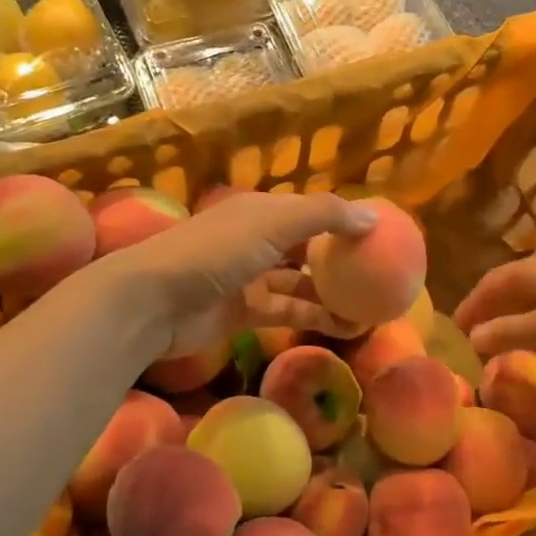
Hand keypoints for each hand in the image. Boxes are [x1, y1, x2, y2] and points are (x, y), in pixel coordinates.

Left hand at [96, 192, 375, 358]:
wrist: (155, 301)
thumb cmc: (216, 251)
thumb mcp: (273, 223)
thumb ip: (324, 216)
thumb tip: (373, 216)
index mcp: (262, 211)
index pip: (312, 210)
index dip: (343, 219)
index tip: (379, 234)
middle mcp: (258, 240)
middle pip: (307, 247)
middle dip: (340, 259)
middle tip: (380, 273)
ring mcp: (250, 277)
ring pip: (300, 282)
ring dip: (332, 292)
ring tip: (372, 304)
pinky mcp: (245, 312)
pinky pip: (288, 310)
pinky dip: (314, 316)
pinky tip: (345, 325)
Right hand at [455, 253, 535, 360]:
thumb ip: (507, 332)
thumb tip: (472, 338)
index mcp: (530, 270)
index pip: (489, 284)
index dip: (471, 305)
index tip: (455, 328)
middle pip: (510, 285)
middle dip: (491, 308)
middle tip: (476, 333)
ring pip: (533, 293)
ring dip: (515, 313)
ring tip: (506, 337)